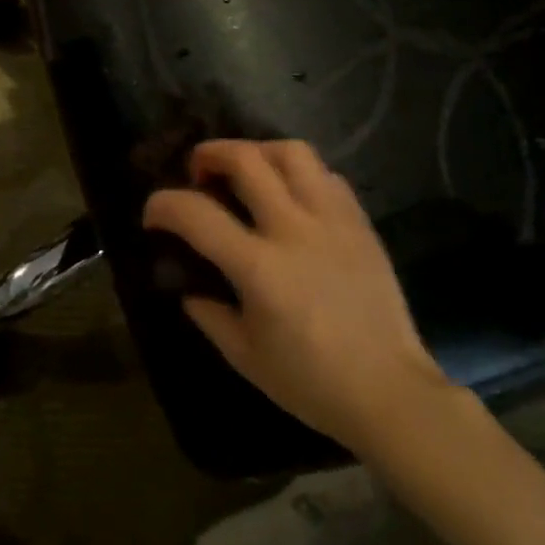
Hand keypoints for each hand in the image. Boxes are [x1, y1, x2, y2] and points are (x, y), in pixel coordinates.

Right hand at [143, 139, 454, 452]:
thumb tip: (191, 290)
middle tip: (198, 172)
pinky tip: (291, 197)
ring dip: (258, 152)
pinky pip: (327, 176)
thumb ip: (210, 315)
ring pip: (292, 153)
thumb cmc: (312, 383)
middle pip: (246, 159)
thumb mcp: (245, 357)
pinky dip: (300, 174)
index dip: (163, 205)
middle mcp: (294, 230)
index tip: (153, 215)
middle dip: (209, 154)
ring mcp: (333, 221)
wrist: (391, 393)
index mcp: (259, 267)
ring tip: (247, 171)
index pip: (196, 214)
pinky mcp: (360, 224)